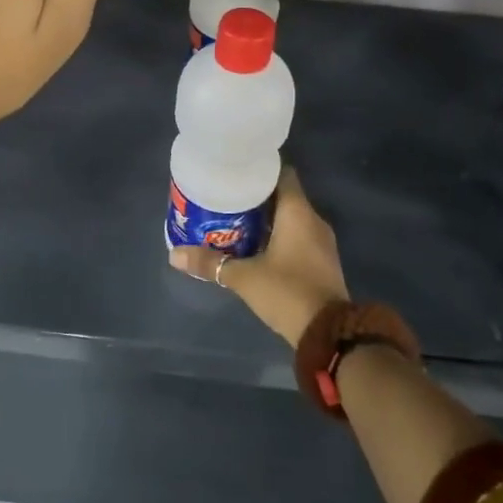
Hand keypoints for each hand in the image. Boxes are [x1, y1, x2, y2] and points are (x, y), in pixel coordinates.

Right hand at [169, 168, 347, 347]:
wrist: (329, 334)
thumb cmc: (287, 292)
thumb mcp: (244, 277)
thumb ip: (210, 263)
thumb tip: (174, 255)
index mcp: (298, 212)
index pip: (282, 173)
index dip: (260, 169)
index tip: (236, 170)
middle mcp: (313, 220)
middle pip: (283, 196)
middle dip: (256, 196)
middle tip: (226, 196)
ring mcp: (321, 243)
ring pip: (290, 218)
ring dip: (265, 219)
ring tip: (233, 220)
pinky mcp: (321, 262)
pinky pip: (297, 237)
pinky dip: (277, 236)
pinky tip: (253, 246)